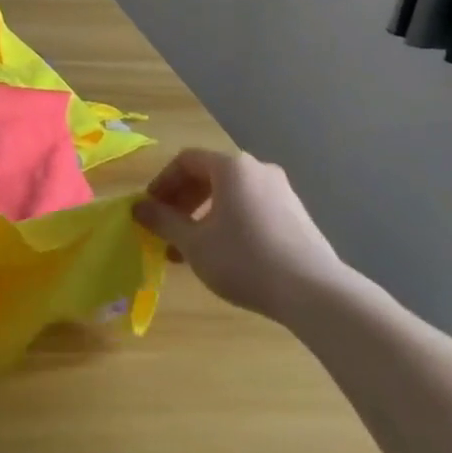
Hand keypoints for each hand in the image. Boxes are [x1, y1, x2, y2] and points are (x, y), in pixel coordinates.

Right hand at [133, 149, 348, 319]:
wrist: (314, 292)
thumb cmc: (244, 259)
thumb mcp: (194, 243)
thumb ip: (163, 222)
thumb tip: (137, 208)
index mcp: (231, 167)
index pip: (186, 161)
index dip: (162, 182)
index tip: (149, 209)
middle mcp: (258, 170)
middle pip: (209, 175)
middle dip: (183, 201)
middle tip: (167, 229)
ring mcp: (282, 192)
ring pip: (231, 195)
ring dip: (204, 215)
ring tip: (192, 248)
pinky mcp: (297, 215)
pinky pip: (252, 208)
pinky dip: (230, 222)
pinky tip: (225, 254)